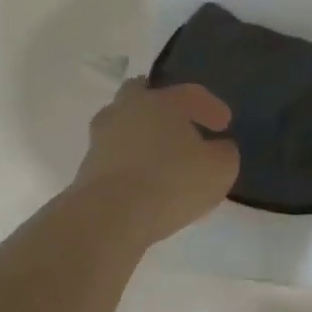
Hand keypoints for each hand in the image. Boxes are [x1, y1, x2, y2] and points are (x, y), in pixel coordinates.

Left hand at [72, 79, 238, 241]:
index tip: (224, 125)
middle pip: (142, 93)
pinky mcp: (87, 167)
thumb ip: (224, 152)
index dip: (211, 107)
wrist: (107, 218)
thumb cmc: (170, 182)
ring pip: (125, 124)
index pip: (191, 93)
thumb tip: (219, 148)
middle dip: (162, 106)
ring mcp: (102, 137)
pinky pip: (115, 155)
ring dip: (142, 135)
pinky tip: (146, 183)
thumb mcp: (219, 169)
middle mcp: (128, 109)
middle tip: (181, 125)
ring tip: (162, 159)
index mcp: (162, 101)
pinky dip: (130, 162)